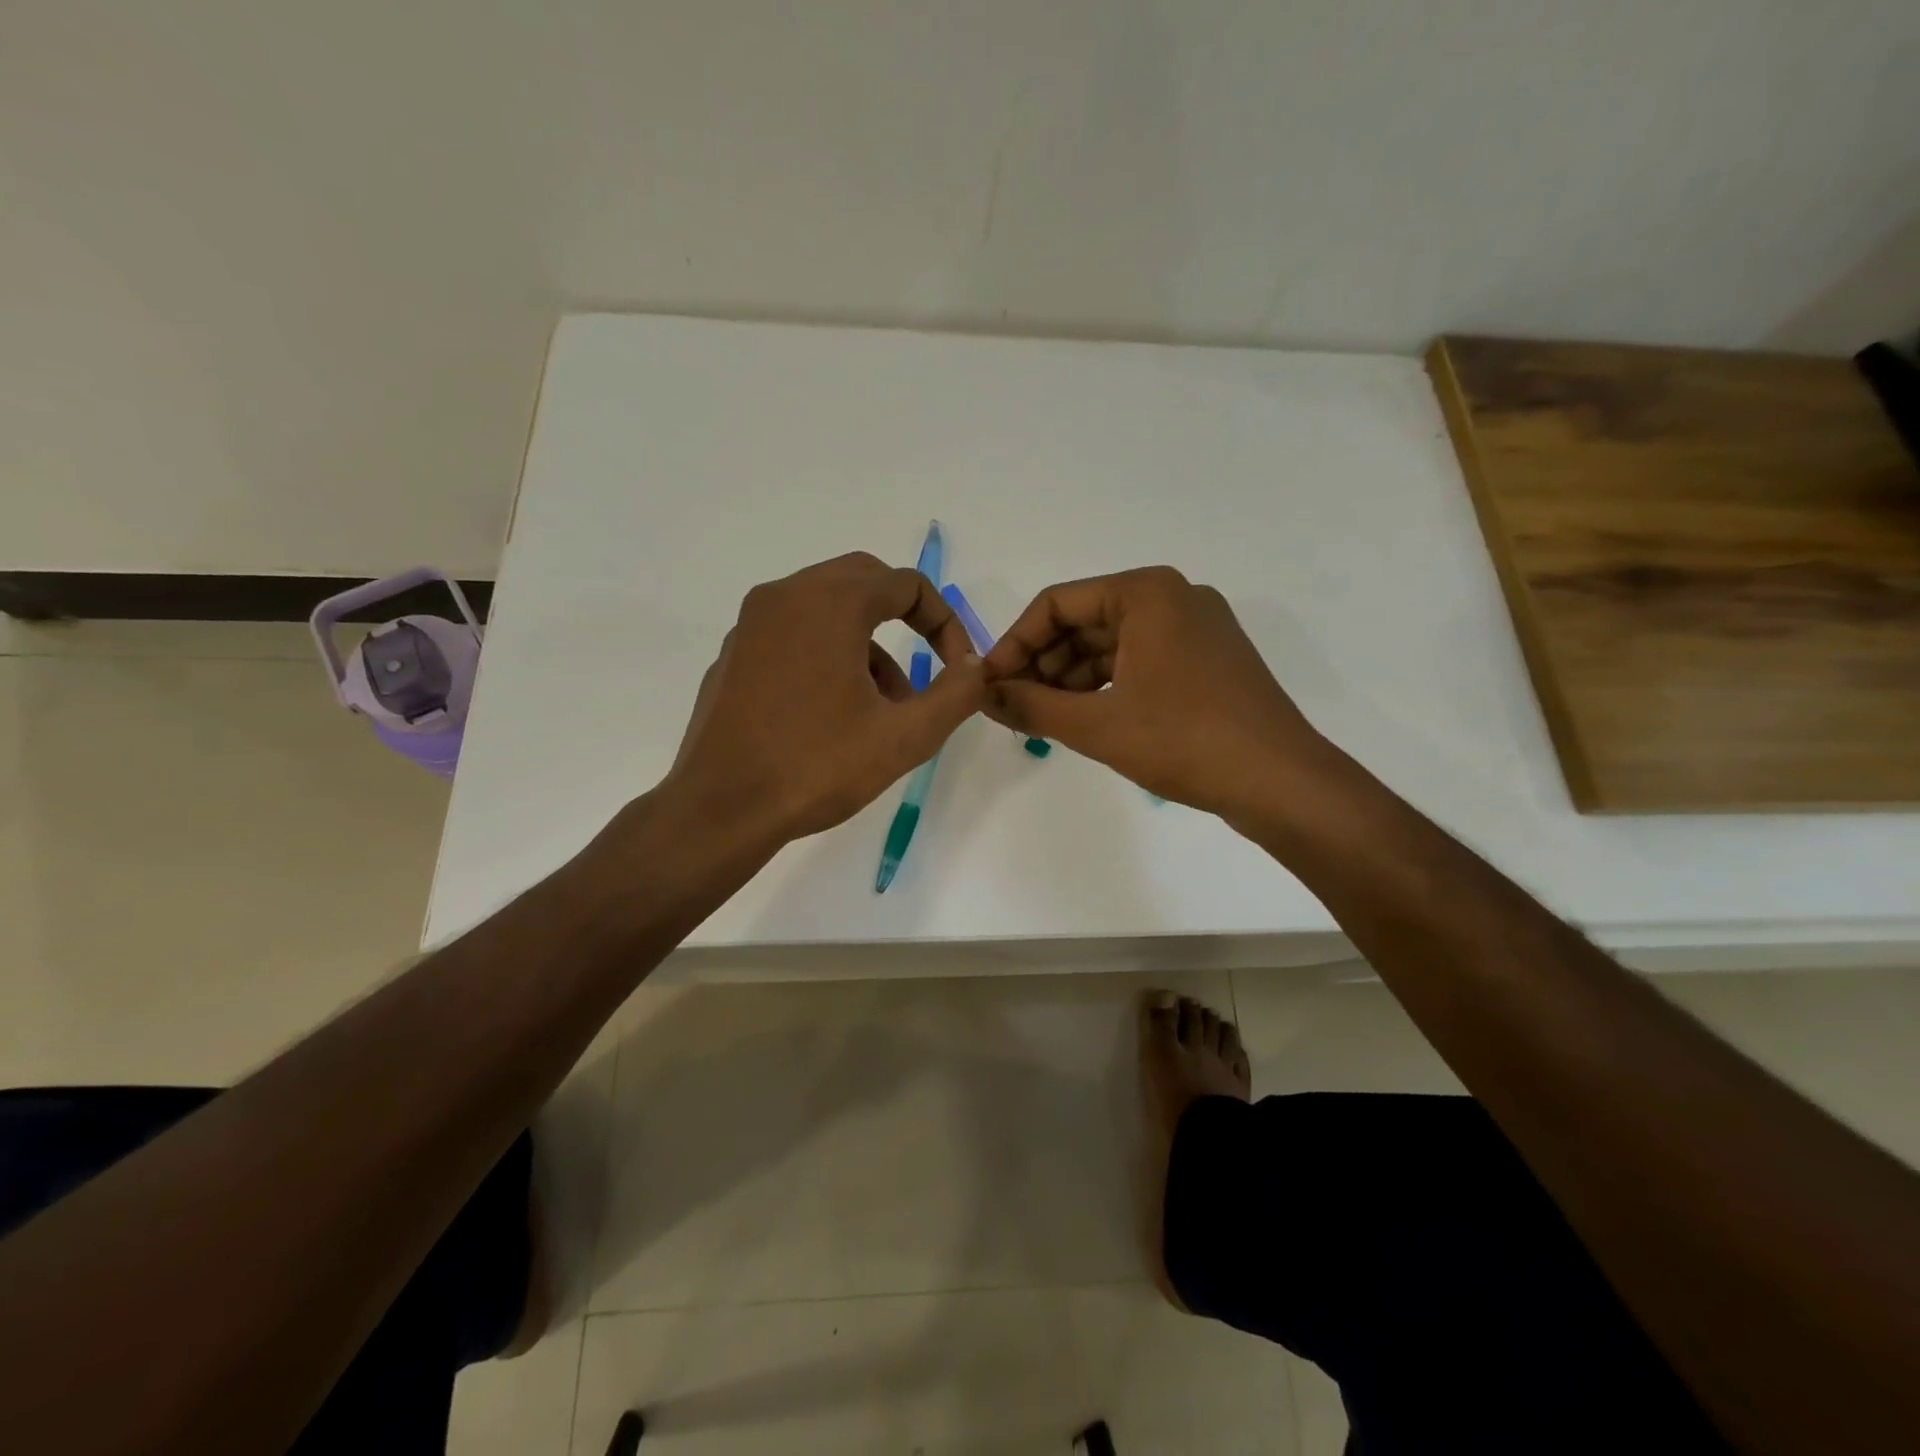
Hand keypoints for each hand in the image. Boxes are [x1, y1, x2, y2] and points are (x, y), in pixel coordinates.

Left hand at [663, 552, 987, 843]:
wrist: (720, 809)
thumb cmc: (816, 767)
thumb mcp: (905, 737)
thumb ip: (956, 694)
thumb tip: (975, 666)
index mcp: (829, 602)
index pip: (907, 584)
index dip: (946, 623)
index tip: (957, 669)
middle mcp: (786, 596)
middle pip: (864, 580)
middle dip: (906, 618)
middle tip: (928, 665)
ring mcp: (752, 623)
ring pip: (828, 606)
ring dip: (869, 641)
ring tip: (886, 705)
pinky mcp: (735, 653)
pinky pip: (795, 631)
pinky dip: (829, 651)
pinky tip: (835, 710)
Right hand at [983, 567, 1325, 817]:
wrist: (1280, 782)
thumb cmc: (1184, 741)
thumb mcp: (1096, 724)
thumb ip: (1030, 704)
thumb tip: (982, 695)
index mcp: (1146, 592)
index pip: (1056, 604)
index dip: (1014, 644)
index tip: (988, 684)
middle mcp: (1173, 597)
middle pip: (1084, 622)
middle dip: (1042, 663)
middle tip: (1009, 705)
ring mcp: (1195, 629)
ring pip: (1111, 645)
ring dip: (1070, 679)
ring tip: (1038, 718)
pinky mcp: (1206, 661)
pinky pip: (1139, 661)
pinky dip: (1105, 687)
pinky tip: (1080, 718)